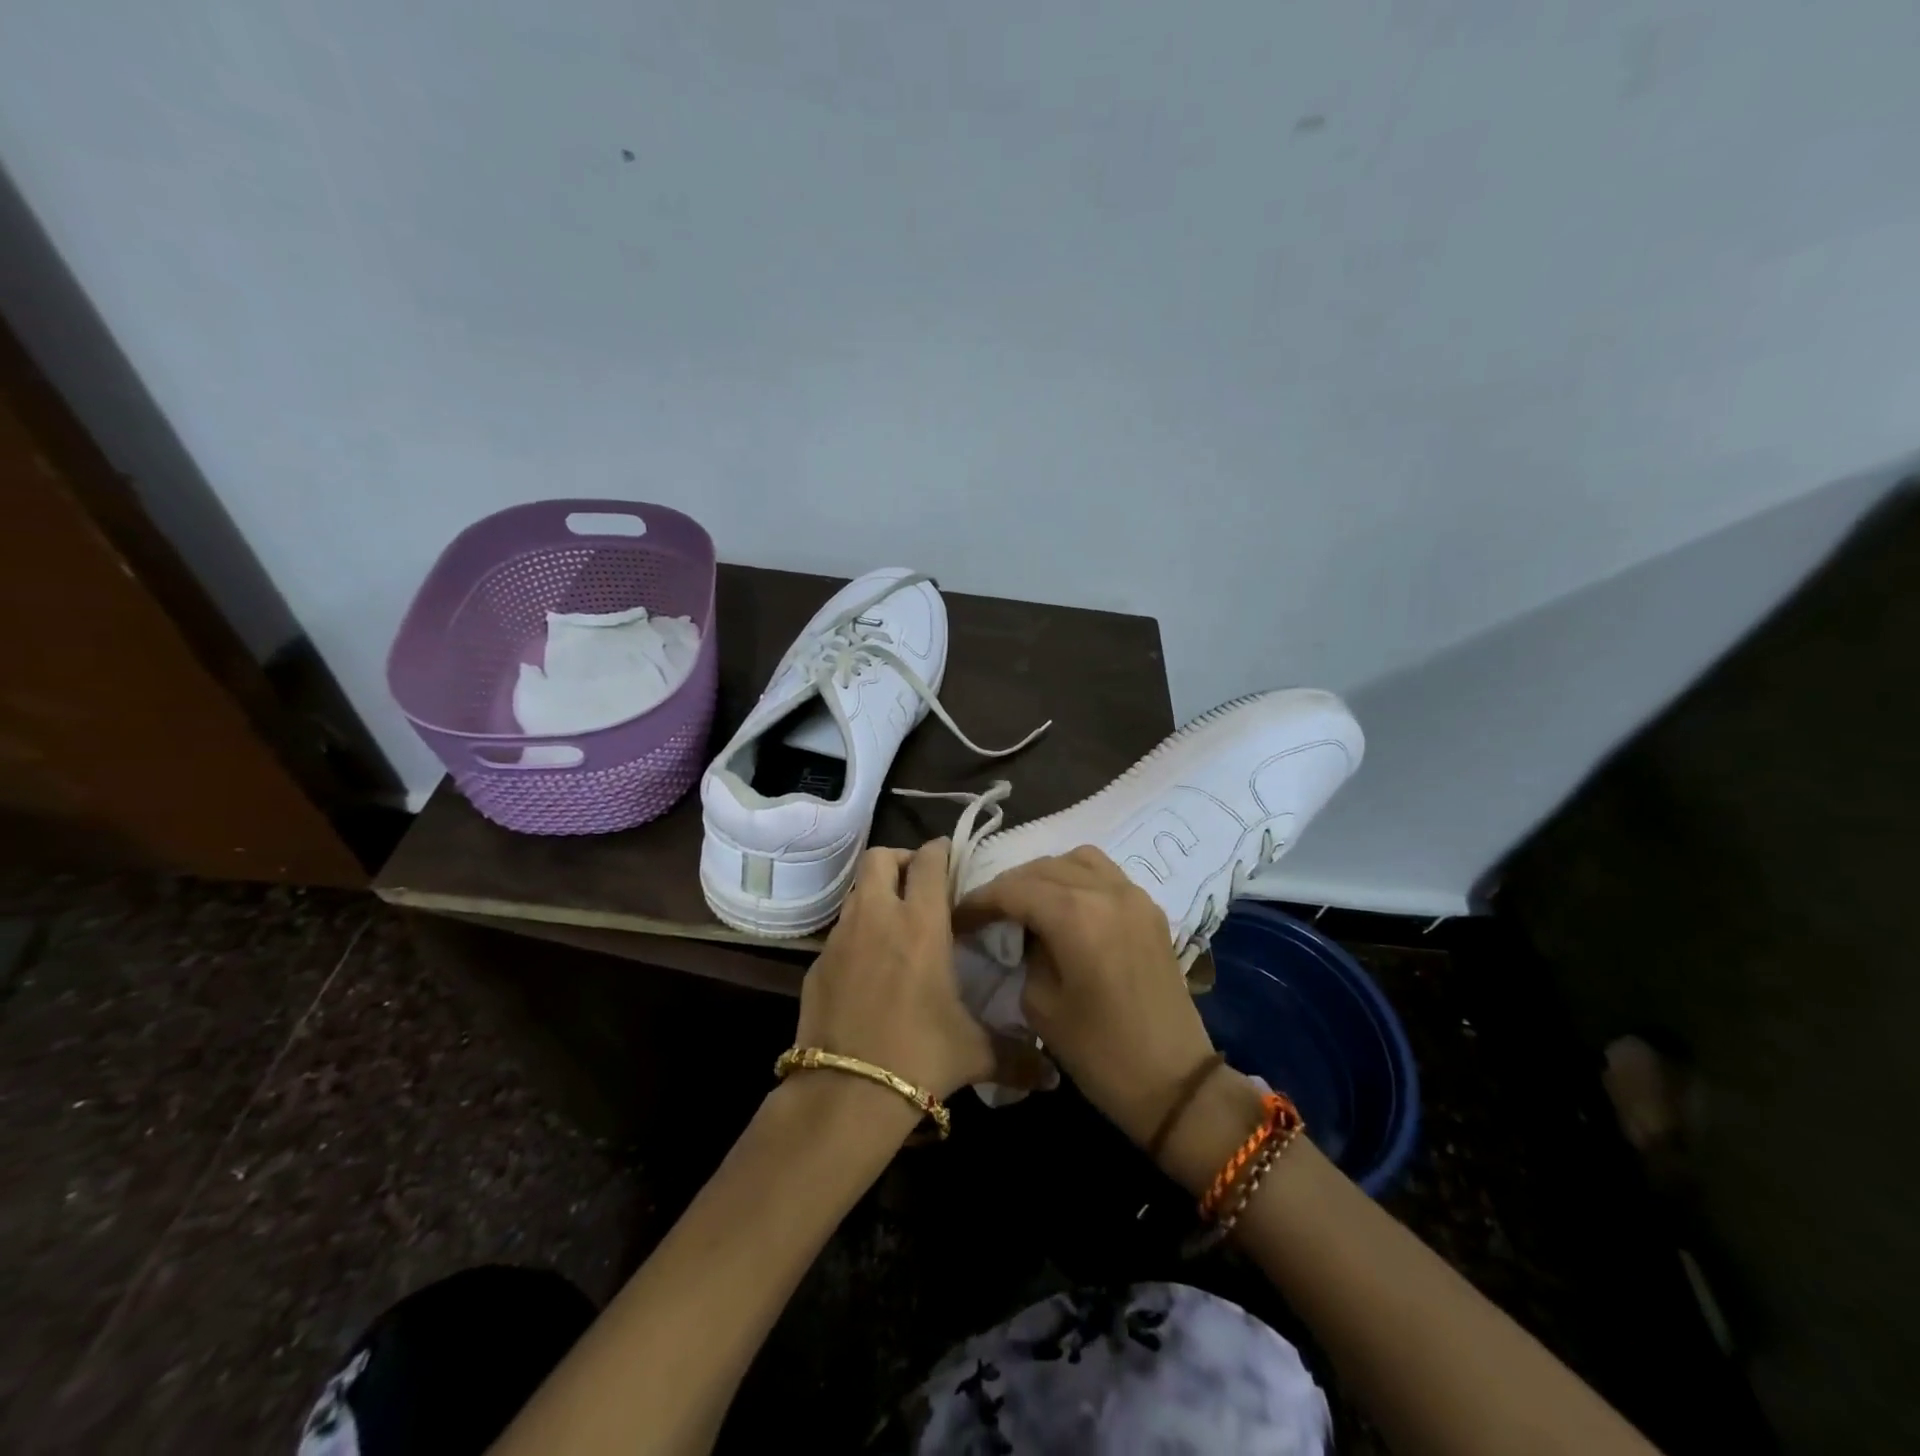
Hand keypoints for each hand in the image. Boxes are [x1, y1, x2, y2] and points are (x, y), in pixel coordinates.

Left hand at [796, 841, 1051, 1103]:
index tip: (950, 856)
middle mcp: (877, 918)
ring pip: (857, 891)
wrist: (845, 1094)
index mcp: (920, 924)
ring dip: (877, 894)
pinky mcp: (817, 965)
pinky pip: (840, 932)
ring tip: (896, 923)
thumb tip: (1051, 1076)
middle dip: (900, 860)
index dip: (939, 851)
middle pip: (880, 858)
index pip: (928, 862)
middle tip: (918, 884)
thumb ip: (1017, 1056)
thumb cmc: (919, 1057)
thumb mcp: (975, 1053)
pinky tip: (870, 967)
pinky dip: (857, 934)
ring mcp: (840, 939)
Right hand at [955, 847, 1218, 1147]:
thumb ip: (1026, 954)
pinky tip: (1066, 907)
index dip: (980, 901)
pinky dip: (1078, 878)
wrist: (1176, 1083)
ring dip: (1046, 874)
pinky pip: (1105, 874)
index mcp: (1075, 915)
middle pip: (1043, 867)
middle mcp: (1106, 891)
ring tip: (1028, 903)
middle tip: (987, 913)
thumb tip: (1024, 933)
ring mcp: (1134, 896)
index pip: (1013, 889)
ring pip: (1078, 860)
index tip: (958, 918)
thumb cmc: (1100, 1053)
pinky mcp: (1150, 910)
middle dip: (1009, 886)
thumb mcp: (1041, 1005)